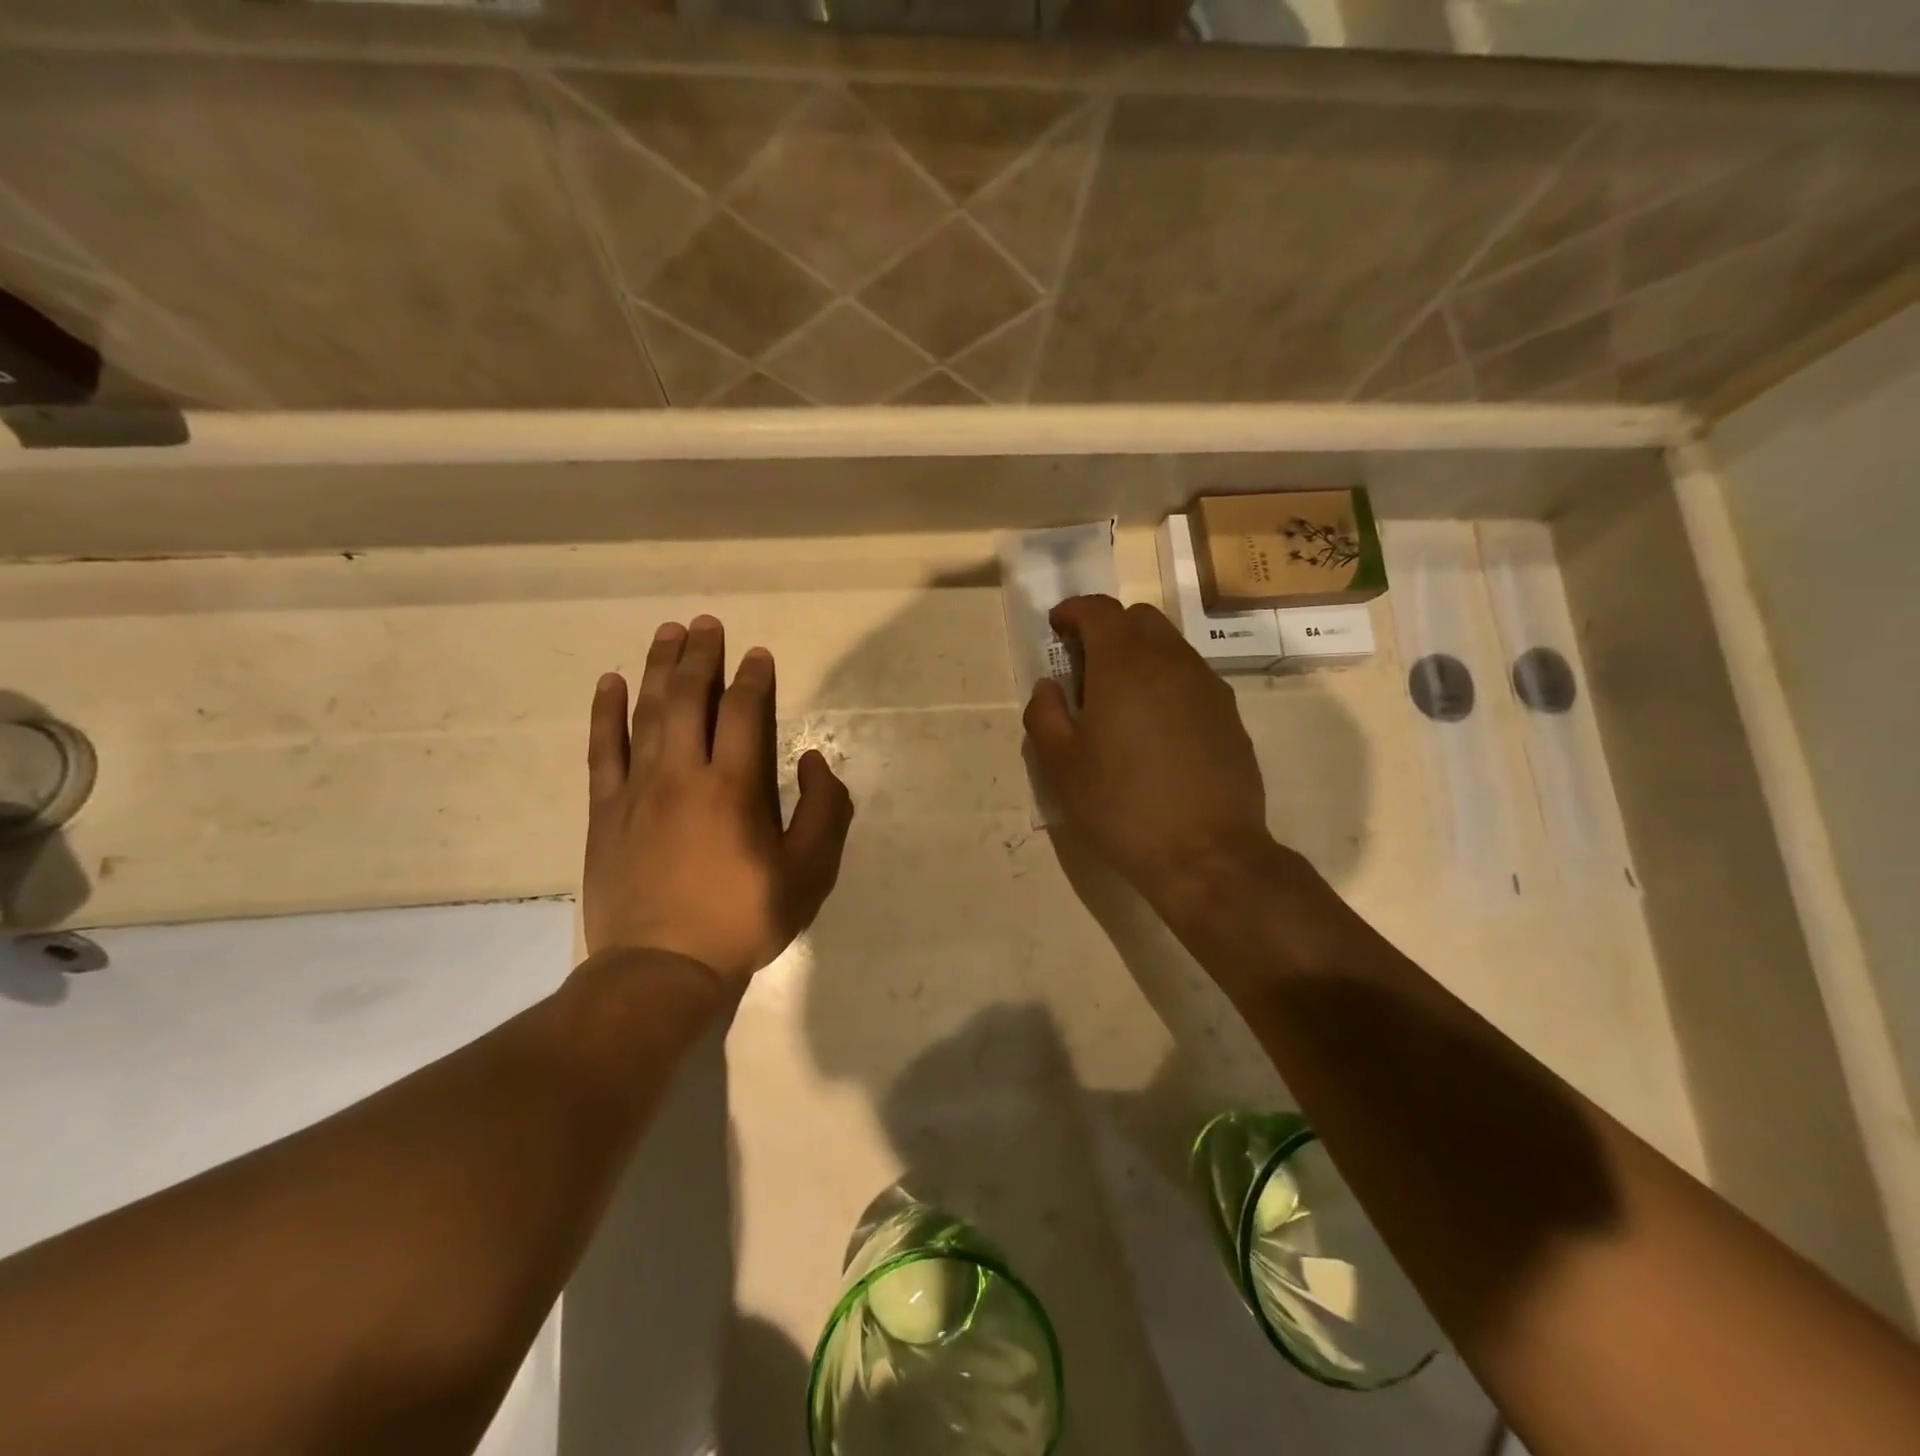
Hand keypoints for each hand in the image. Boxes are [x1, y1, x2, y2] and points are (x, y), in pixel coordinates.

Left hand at [583, 616, 853, 987]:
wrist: (661, 968)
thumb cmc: (743, 919)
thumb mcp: (809, 874)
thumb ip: (825, 812)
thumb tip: (813, 762)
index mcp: (734, 787)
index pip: (743, 713)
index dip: (752, 678)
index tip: (757, 654)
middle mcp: (683, 774)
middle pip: (690, 699)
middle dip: (701, 656)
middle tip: (706, 623)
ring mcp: (638, 789)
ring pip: (648, 713)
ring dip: (659, 668)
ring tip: (667, 633)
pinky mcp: (606, 810)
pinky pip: (603, 749)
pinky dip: (606, 712)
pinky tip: (610, 682)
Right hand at [1024, 596, 1277, 915]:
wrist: (1206, 853)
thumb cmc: (1122, 805)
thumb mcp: (1061, 766)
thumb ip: (1045, 715)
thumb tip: (1049, 687)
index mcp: (1124, 663)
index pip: (1099, 610)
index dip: (1073, 612)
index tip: (1057, 627)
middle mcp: (1171, 661)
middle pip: (1139, 619)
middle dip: (1108, 628)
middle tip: (1085, 664)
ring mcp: (1207, 686)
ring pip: (1170, 646)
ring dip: (1140, 654)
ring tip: (1119, 699)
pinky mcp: (1229, 714)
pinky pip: (1191, 678)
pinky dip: (1166, 681)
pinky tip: (1156, 727)